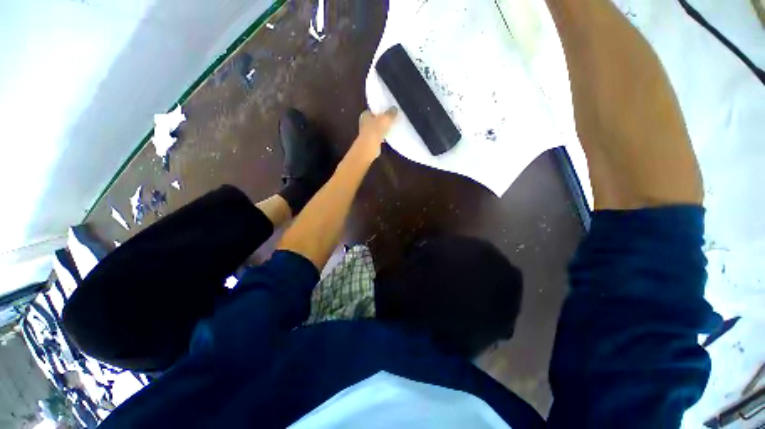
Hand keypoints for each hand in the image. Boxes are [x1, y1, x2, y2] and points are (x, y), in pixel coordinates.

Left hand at [354, 107, 397, 161]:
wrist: (370, 147)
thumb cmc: (376, 129)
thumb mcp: (386, 118)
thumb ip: (391, 112)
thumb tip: (394, 108)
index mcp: (365, 114)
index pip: (373, 110)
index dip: (380, 110)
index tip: (388, 111)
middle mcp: (364, 123)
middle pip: (375, 119)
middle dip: (382, 120)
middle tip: (391, 119)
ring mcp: (366, 133)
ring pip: (377, 129)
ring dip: (383, 129)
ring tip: (391, 128)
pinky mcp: (370, 142)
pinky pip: (378, 137)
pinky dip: (383, 137)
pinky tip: (389, 137)